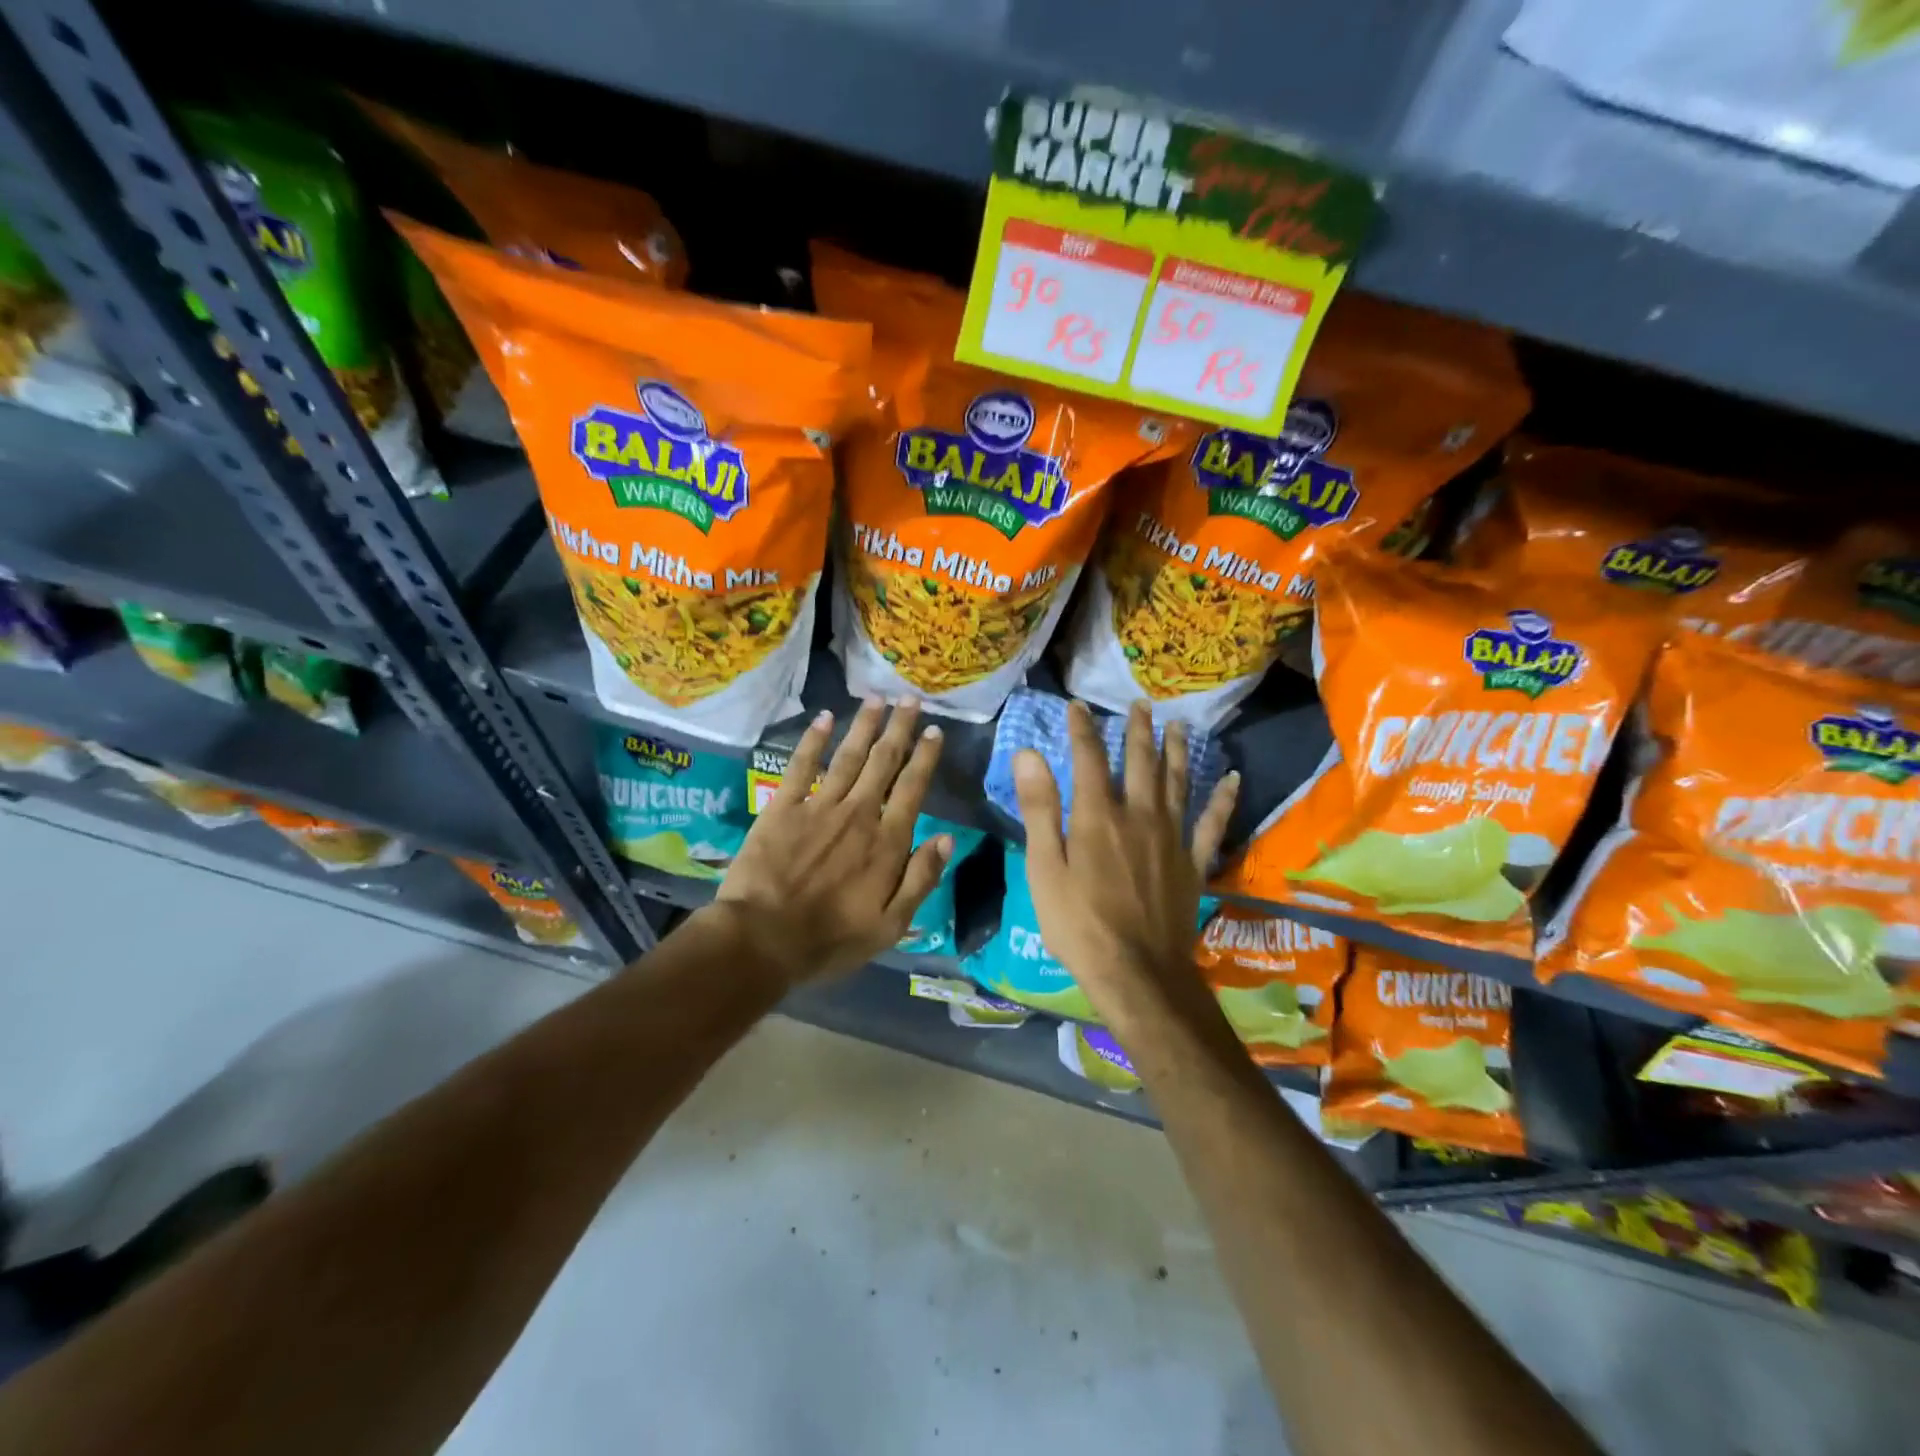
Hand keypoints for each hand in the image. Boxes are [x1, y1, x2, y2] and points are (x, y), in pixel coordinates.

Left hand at [705, 699, 950, 984]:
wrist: (763, 939)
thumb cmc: (831, 939)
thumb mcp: (891, 924)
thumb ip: (921, 878)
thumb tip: (947, 838)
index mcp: (886, 842)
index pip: (912, 789)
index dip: (925, 757)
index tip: (934, 731)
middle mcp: (858, 814)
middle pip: (883, 762)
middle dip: (899, 728)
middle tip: (910, 699)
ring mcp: (819, 807)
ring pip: (848, 756)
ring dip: (864, 725)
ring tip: (877, 698)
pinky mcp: (782, 808)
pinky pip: (801, 766)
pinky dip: (813, 740)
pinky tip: (824, 718)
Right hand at [1014, 701, 1238, 1020]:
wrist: (1137, 973)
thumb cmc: (1078, 924)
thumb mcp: (1044, 868)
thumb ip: (1040, 809)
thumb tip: (1028, 754)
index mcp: (1097, 816)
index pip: (1089, 758)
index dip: (1082, 729)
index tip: (1077, 706)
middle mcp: (1138, 815)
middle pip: (1140, 762)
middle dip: (1138, 731)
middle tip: (1141, 704)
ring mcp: (1171, 837)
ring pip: (1178, 782)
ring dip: (1178, 751)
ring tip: (1179, 726)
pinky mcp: (1193, 862)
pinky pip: (1212, 823)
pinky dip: (1223, 799)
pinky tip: (1232, 779)